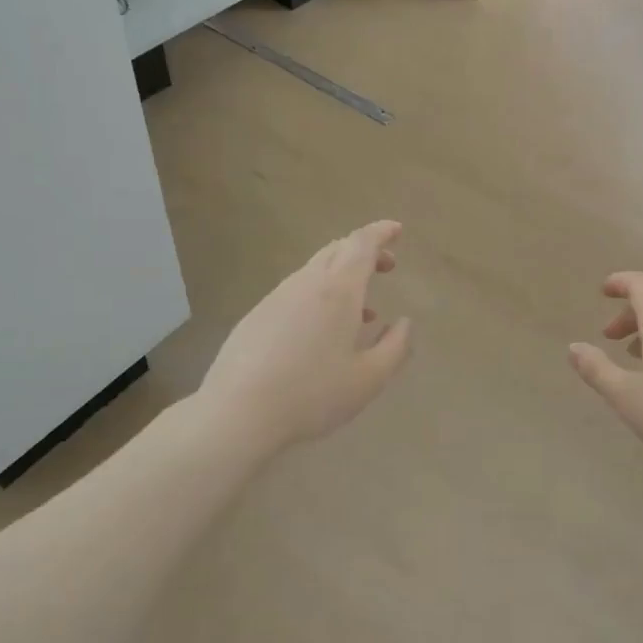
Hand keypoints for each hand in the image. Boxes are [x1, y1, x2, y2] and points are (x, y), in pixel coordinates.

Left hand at [199, 221, 412, 457]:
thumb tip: (403, 323)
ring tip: (361, 312)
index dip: (381, 233)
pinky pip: (296, 292)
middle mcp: (306, 284)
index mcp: (338, 290)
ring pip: (315, 272)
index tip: (396, 231)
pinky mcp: (256, 316)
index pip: (361, 244)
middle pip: (337, 250)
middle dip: (365, 251)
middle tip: (387, 267)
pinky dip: (320, 296)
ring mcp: (276, 298)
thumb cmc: (313, 394)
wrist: (238, 412)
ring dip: (343, 278)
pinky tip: (323, 333)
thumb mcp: (369, 379)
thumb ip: (395, 347)